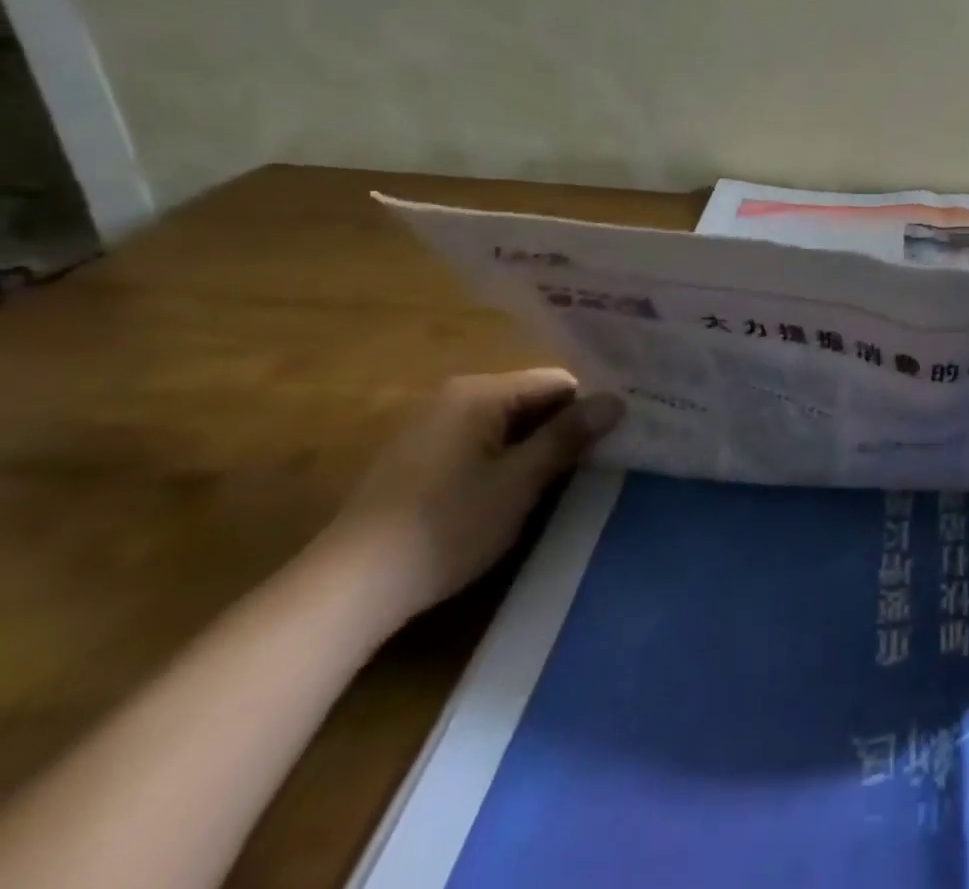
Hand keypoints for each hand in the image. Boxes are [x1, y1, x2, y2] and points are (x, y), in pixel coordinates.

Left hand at [319, 370, 622, 626]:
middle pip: (531, 400)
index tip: (614, 438)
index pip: (558, 382)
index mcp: (480, 392)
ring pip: (506, 426)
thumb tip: (617, 400)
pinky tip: (513, 495)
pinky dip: (504, 462)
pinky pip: (479, 445)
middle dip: (562, 429)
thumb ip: (568, 436)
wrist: (347, 591)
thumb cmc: (446, 526)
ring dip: (534, 449)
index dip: (589, 408)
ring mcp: (430, 429)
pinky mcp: (416, 462)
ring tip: (563, 480)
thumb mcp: (520, 481)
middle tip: (597, 461)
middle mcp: (454, 398)